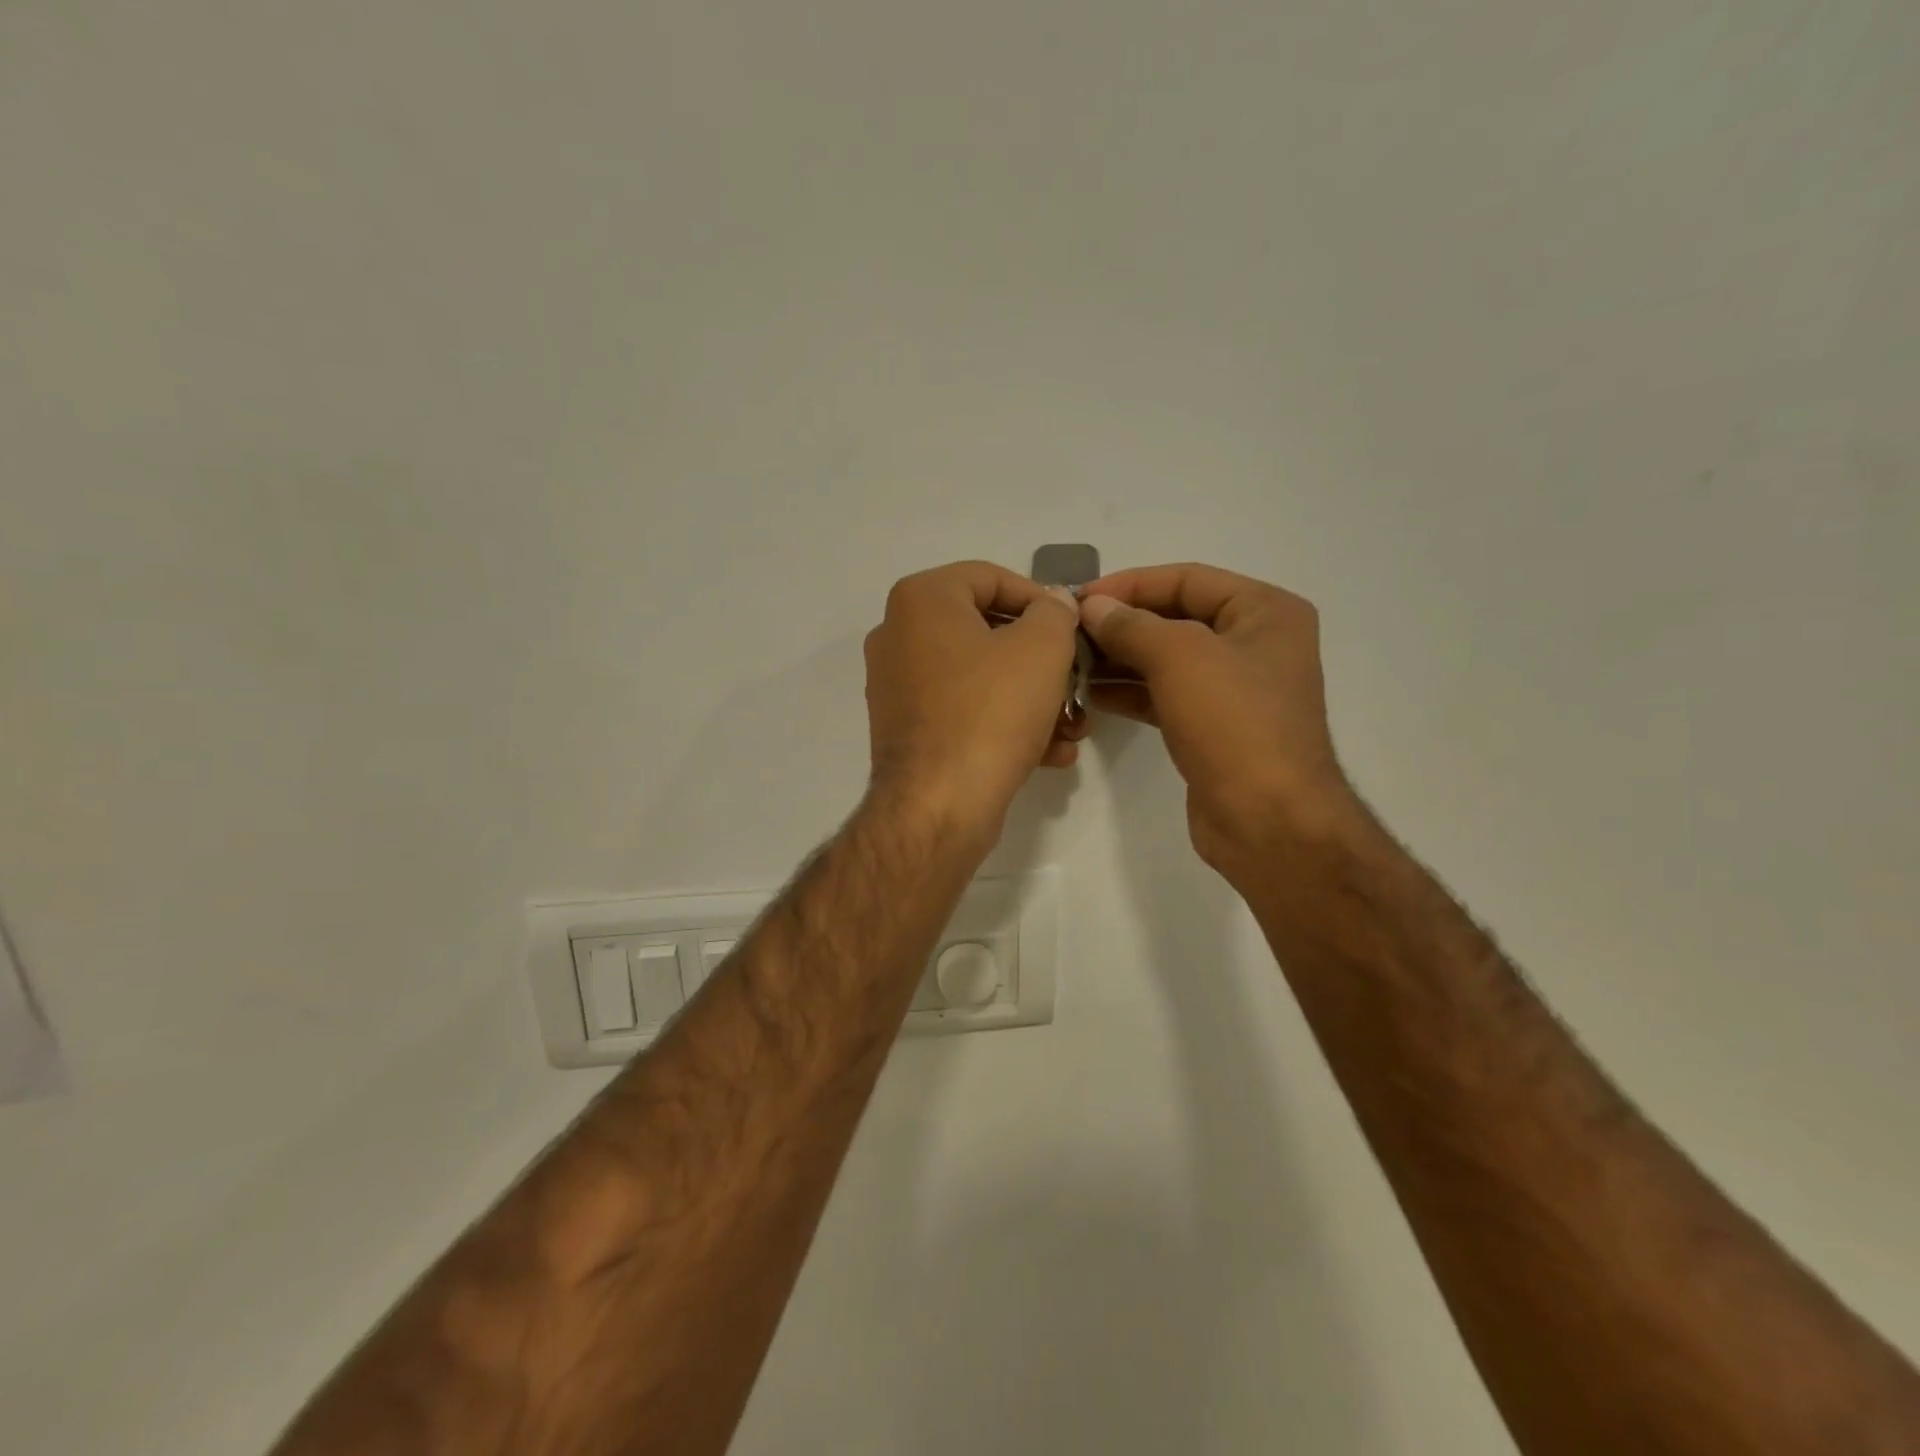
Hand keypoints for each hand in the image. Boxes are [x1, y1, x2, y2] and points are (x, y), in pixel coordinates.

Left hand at [864, 561, 1087, 846]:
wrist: (938, 806)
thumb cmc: (991, 711)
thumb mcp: (1043, 647)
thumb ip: (1055, 611)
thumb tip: (1052, 604)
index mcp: (921, 600)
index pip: (991, 578)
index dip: (1041, 599)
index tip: (1073, 628)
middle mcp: (898, 636)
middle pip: (987, 632)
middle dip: (1044, 661)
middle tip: (1078, 682)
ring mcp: (898, 687)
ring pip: (981, 678)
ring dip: (1033, 699)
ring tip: (1073, 727)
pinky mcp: (907, 731)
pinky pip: (964, 712)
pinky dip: (1004, 724)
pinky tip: (1049, 753)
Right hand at [1078, 563, 1361, 872]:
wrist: (1267, 820)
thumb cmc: (1234, 724)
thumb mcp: (1180, 658)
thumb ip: (1131, 625)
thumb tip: (1092, 607)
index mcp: (1265, 612)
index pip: (1187, 579)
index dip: (1130, 584)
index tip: (1080, 597)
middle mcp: (1254, 644)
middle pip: (1175, 618)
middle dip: (1121, 624)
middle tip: (1069, 632)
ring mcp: (1234, 689)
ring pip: (1166, 660)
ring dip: (1119, 659)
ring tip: (1070, 662)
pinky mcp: (1213, 727)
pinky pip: (1165, 695)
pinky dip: (1130, 692)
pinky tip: (1090, 694)